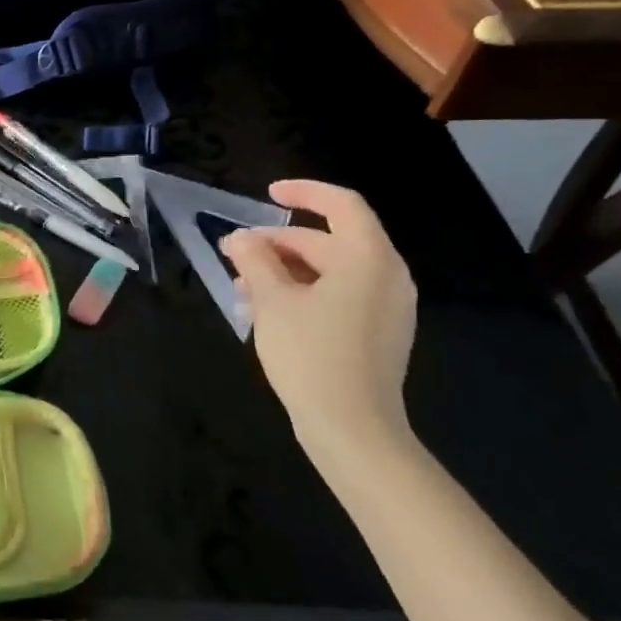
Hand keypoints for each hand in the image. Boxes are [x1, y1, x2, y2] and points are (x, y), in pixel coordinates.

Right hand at [219, 180, 418, 463]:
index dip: (304, 192)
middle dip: (278, 244)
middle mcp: (386, 276)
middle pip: (329, 241)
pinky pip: (339, 296)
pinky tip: (267, 313)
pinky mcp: (378, 333)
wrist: (352, 428)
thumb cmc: (311, 354)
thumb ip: (255, 260)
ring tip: (242, 290)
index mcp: (368, 259)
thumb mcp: (273, 301)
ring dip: (284, 272)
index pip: (341, 205)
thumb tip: (241, 239)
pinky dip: (303, 293)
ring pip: (330, 272)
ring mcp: (386, 307)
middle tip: (234, 255)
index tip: (267, 195)